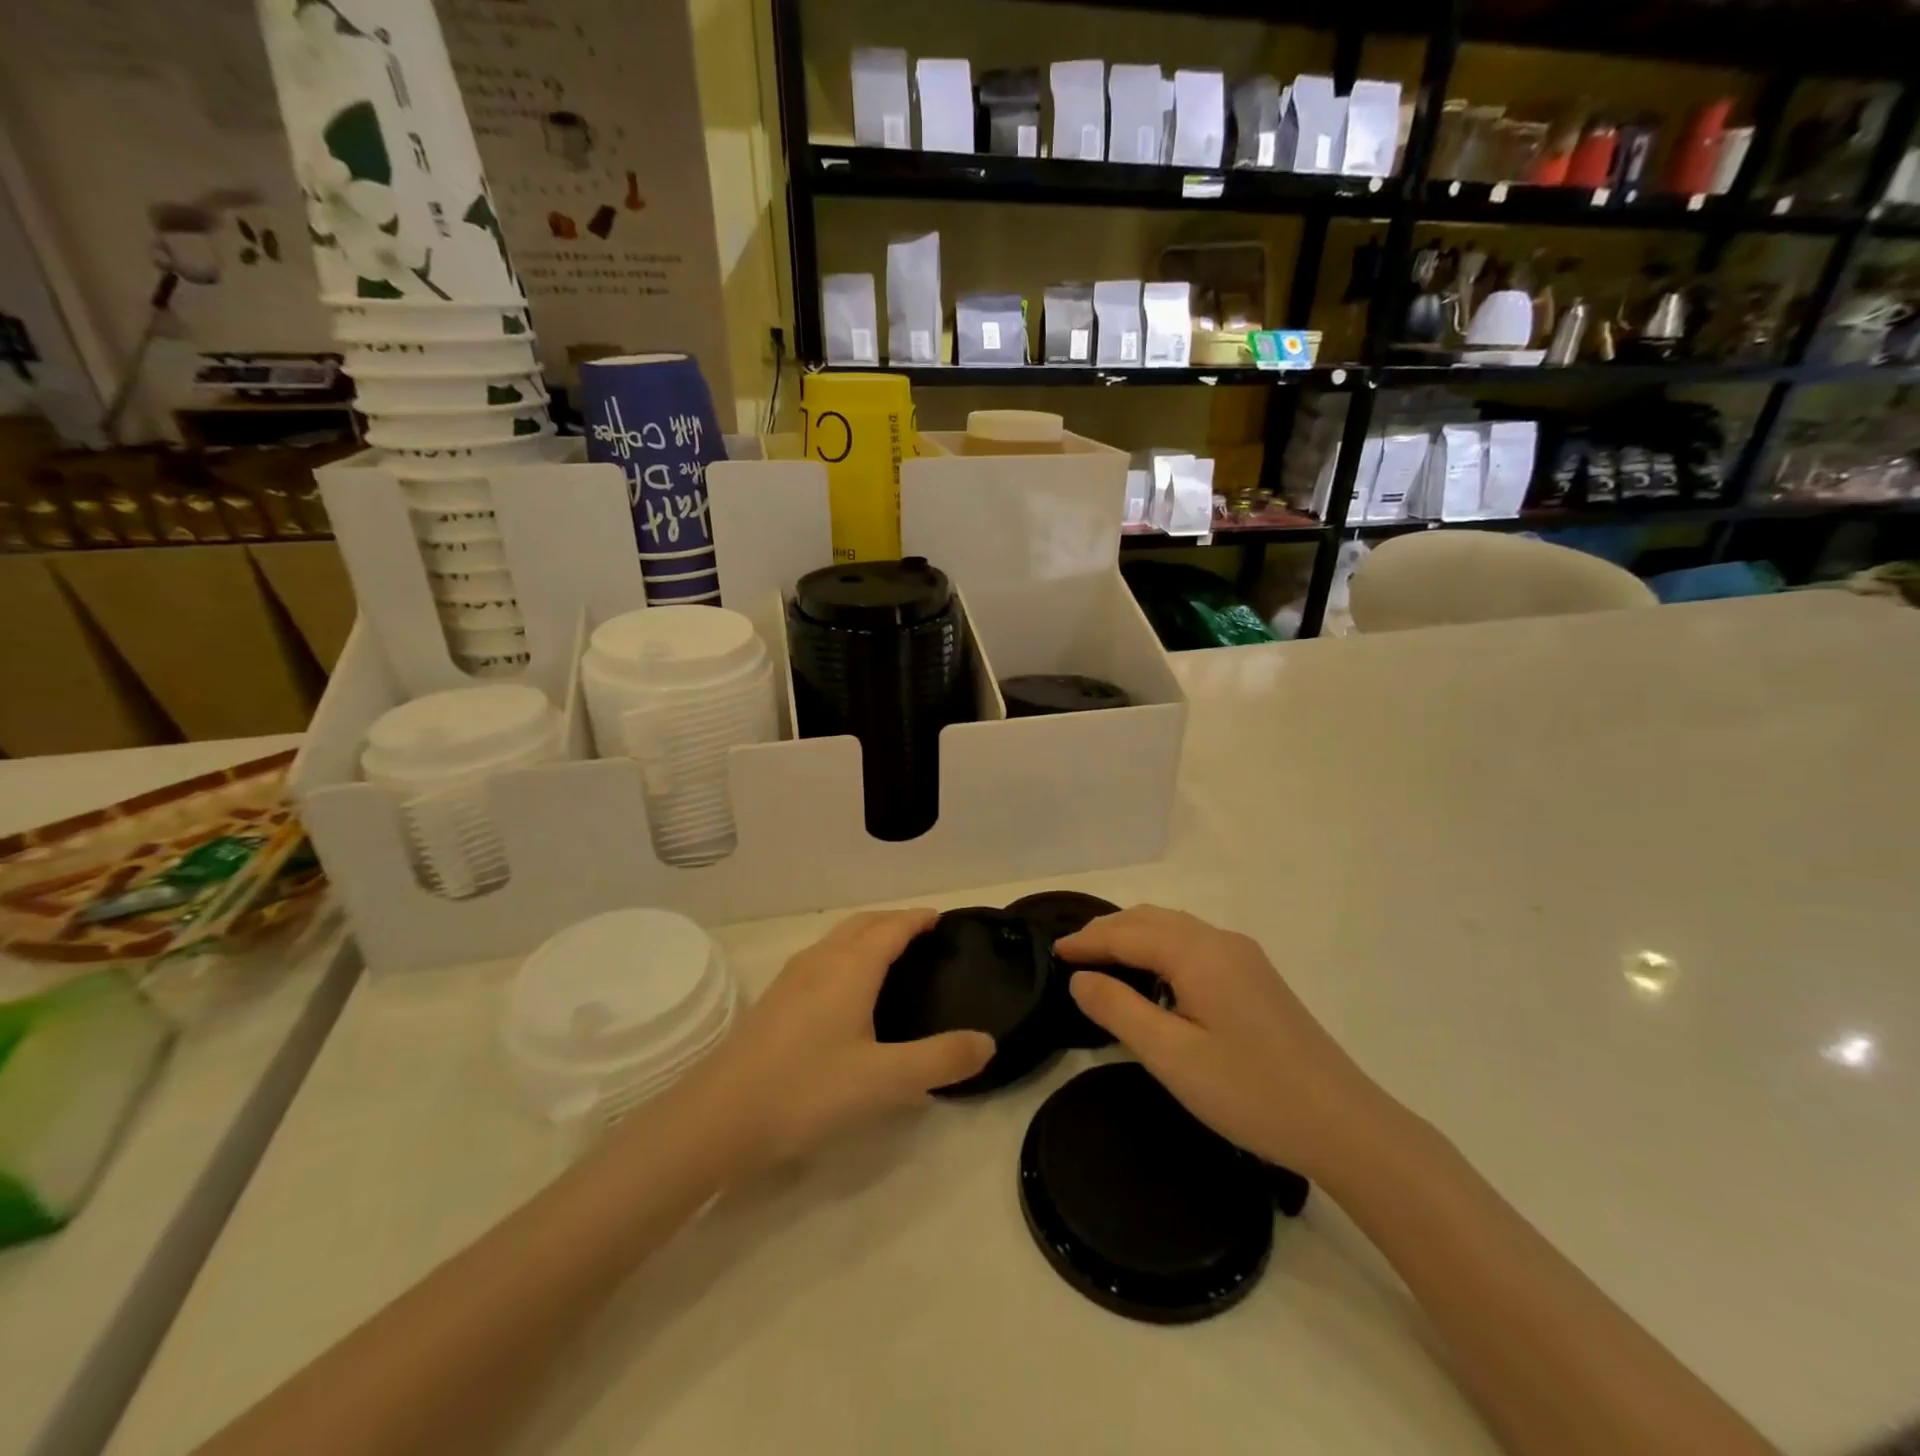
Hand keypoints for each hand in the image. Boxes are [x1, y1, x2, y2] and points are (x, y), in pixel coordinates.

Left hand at [687, 909, 994, 1168]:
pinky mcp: (773, 1001)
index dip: (918, 918)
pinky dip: (844, 954)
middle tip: (921, 933)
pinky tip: (842, 989)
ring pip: (837, 939)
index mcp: (851, 968)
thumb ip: (940, 1061)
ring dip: (866, 935)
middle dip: (893, 920)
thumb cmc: (807, 1090)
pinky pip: (820, 958)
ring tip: (887, 954)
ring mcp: (791, 978)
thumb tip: (988, 1042)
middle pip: (863, 924)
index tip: (941, 918)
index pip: (892, 927)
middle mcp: (821, 960)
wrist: (718, 1117)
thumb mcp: (884, 1081)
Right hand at [1057, 905, 1402, 1184]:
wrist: (1344, 1124)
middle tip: (1072, 954)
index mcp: (1198, 953)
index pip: (1127, 932)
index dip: (1087, 941)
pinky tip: (1154, 978)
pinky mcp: (1257, 978)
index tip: (1053, 952)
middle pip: (1152, 919)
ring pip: (1175, 929)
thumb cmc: (1249, 1091)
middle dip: (1108, 931)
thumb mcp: (1171, 1055)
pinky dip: (1161, 949)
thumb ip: (1119, 1010)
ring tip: (1103, 961)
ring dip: (1135, 937)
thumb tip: (1081, 978)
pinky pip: (1195, 946)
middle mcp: (1221, 941)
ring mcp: (1245, 958)